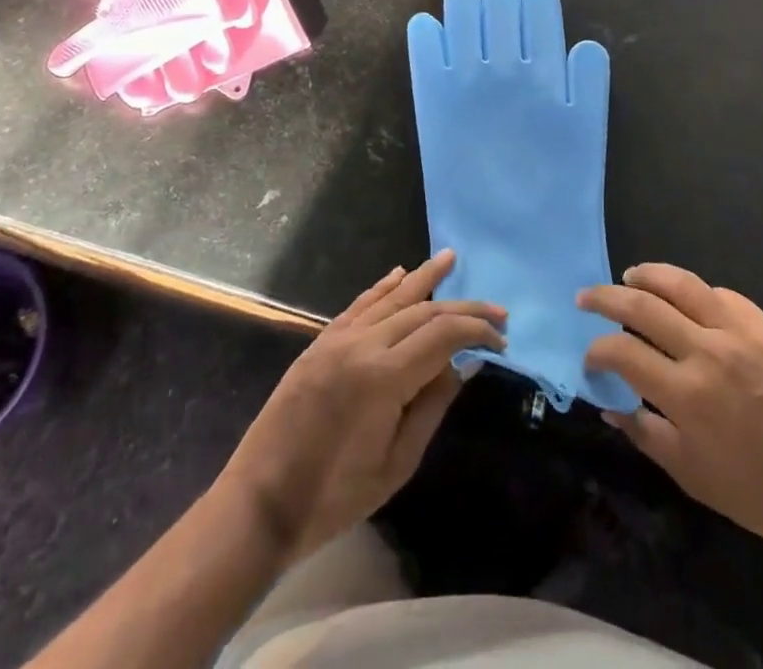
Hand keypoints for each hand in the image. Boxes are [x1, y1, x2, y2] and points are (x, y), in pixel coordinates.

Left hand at [219, 250, 504, 562]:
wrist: (260, 503)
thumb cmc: (334, 497)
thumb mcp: (396, 464)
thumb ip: (432, 405)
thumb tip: (463, 364)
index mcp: (384, 376)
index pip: (443, 334)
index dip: (476, 331)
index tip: (501, 339)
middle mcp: (363, 344)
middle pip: (423, 310)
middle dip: (463, 307)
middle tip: (497, 309)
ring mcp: (338, 339)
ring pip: (391, 297)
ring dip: (424, 278)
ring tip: (451, 259)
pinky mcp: (320, 342)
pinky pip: (359, 304)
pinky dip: (383, 287)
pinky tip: (400, 273)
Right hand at [580, 263, 762, 555]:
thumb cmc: (753, 490)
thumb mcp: (689, 473)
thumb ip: (643, 432)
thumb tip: (609, 405)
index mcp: (685, 393)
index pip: (622, 351)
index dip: (597, 350)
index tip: (590, 358)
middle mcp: (706, 351)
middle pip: (643, 305)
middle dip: (606, 297)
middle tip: (587, 298)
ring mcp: (738, 332)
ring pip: (682, 283)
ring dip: (648, 275)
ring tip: (629, 276)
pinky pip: (721, 294)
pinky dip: (695, 293)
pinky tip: (685, 299)